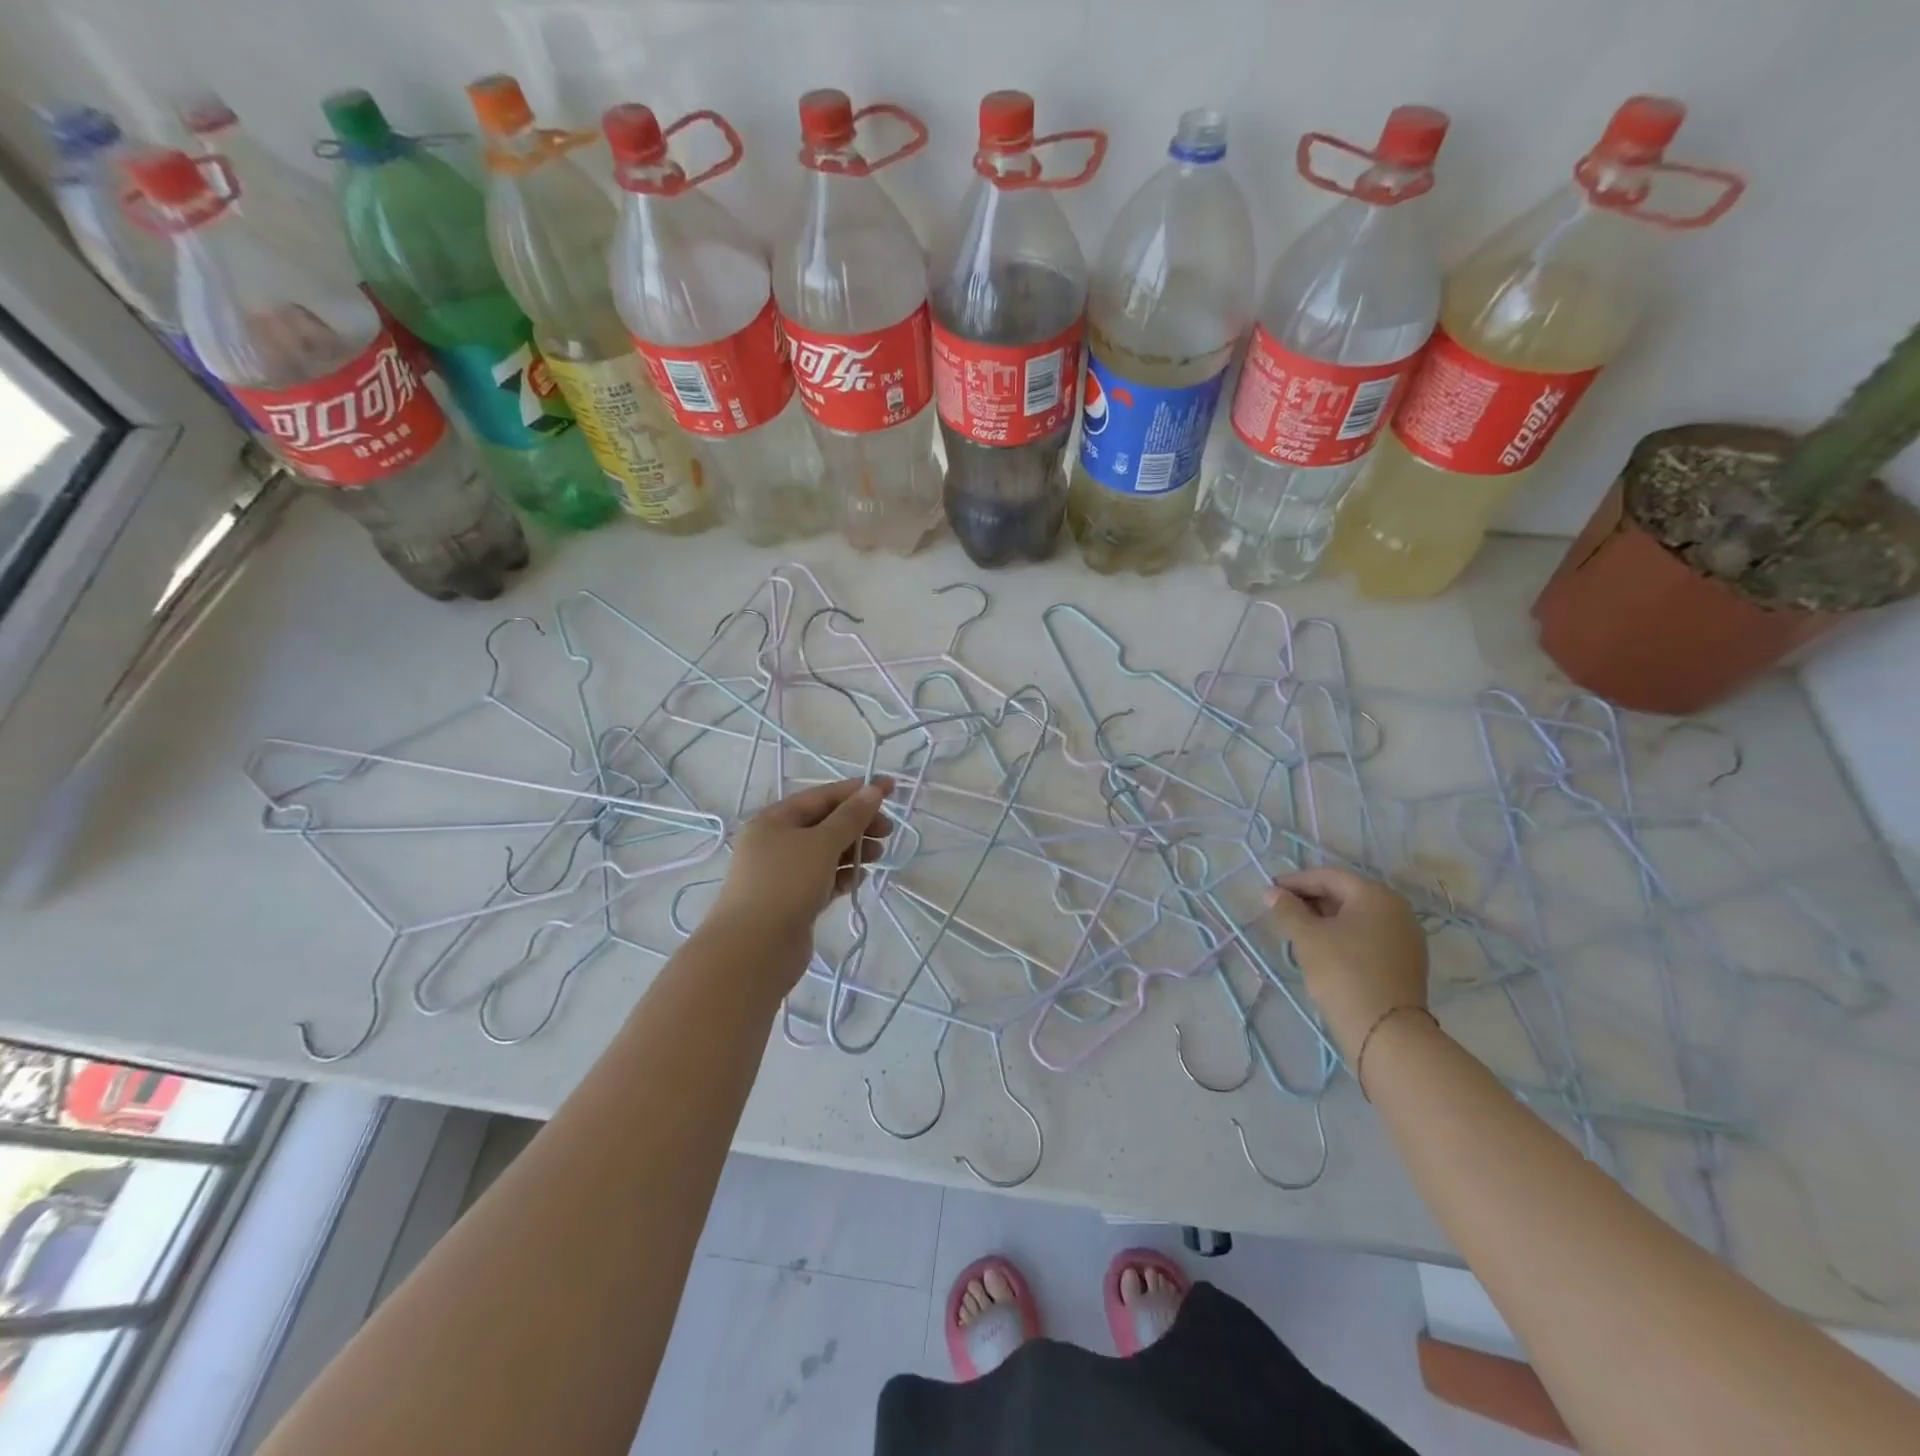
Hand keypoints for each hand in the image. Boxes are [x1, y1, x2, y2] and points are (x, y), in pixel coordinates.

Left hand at [711, 777, 894, 988]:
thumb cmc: (786, 884)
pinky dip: (843, 875)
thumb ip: (851, 816)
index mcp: (774, 819)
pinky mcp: (793, 901)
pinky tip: (860, 878)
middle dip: (858, 824)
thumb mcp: (822, 843)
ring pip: (826, 853)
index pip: (822, 796)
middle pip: (825, 824)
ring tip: (878, 855)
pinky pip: (824, 879)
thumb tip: (873, 790)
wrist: (754, 949)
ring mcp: (783, 874)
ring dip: (853, 849)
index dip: (857, 791)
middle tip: (888, 831)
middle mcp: (775, 842)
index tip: (891, 789)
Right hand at [1265, 866, 1427, 1059]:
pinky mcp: (1406, 961)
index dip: (1296, 881)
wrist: (1385, 1031)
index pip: (1329, 877)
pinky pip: (1369, 936)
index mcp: (1375, 895)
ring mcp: (1406, 936)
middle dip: (1311, 899)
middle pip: (1346, 894)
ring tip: (1299, 930)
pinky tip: (1325, 949)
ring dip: (1326, 918)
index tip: (1271, 890)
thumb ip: (1287, 909)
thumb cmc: (1342, 972)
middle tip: (1282, 910)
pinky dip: (1344, 935)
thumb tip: (1272, 893)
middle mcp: (1397, 909)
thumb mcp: (1307, 937)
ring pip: (1358, 916)